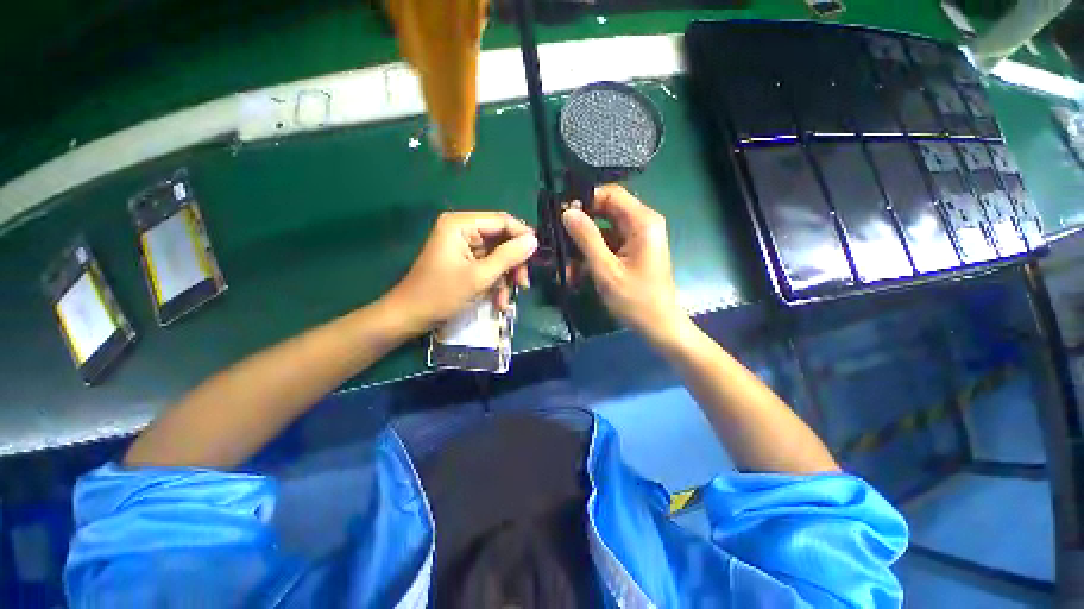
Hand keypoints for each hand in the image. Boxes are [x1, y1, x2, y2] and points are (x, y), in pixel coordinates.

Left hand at [387, 212, 536, 332]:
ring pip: (498, 257)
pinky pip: (489, 268)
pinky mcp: (465, 262)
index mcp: (460, 225)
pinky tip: (498, 302)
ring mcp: (463, 247)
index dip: (522, 236)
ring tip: (506, 301)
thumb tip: (534, 241)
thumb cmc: (441, 294)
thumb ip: (508, 256)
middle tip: (523, 284)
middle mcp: (463, 231)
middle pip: (501, 240)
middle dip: (513, 264)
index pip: (502, 221)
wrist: (410, 317)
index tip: (538, 256)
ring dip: (505, 279)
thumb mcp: (479, 277)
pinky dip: (496, 284)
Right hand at [562, 184, 686, 342]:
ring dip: (584, 243)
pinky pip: (609, 243)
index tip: (561, 213)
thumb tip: (567, 212)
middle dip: (581, 224)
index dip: (585, 199)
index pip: (610, 193)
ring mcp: (638, 237)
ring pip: (604, 228)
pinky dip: (592, 253)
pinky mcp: (633, 250)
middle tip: (558, 236)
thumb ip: (586, 238)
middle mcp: (643, 223)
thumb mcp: (606, 270)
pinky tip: (576, 270)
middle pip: (606, 210)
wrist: (659, 326)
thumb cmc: (635, 300)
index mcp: (643, 222)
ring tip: (564, 259)